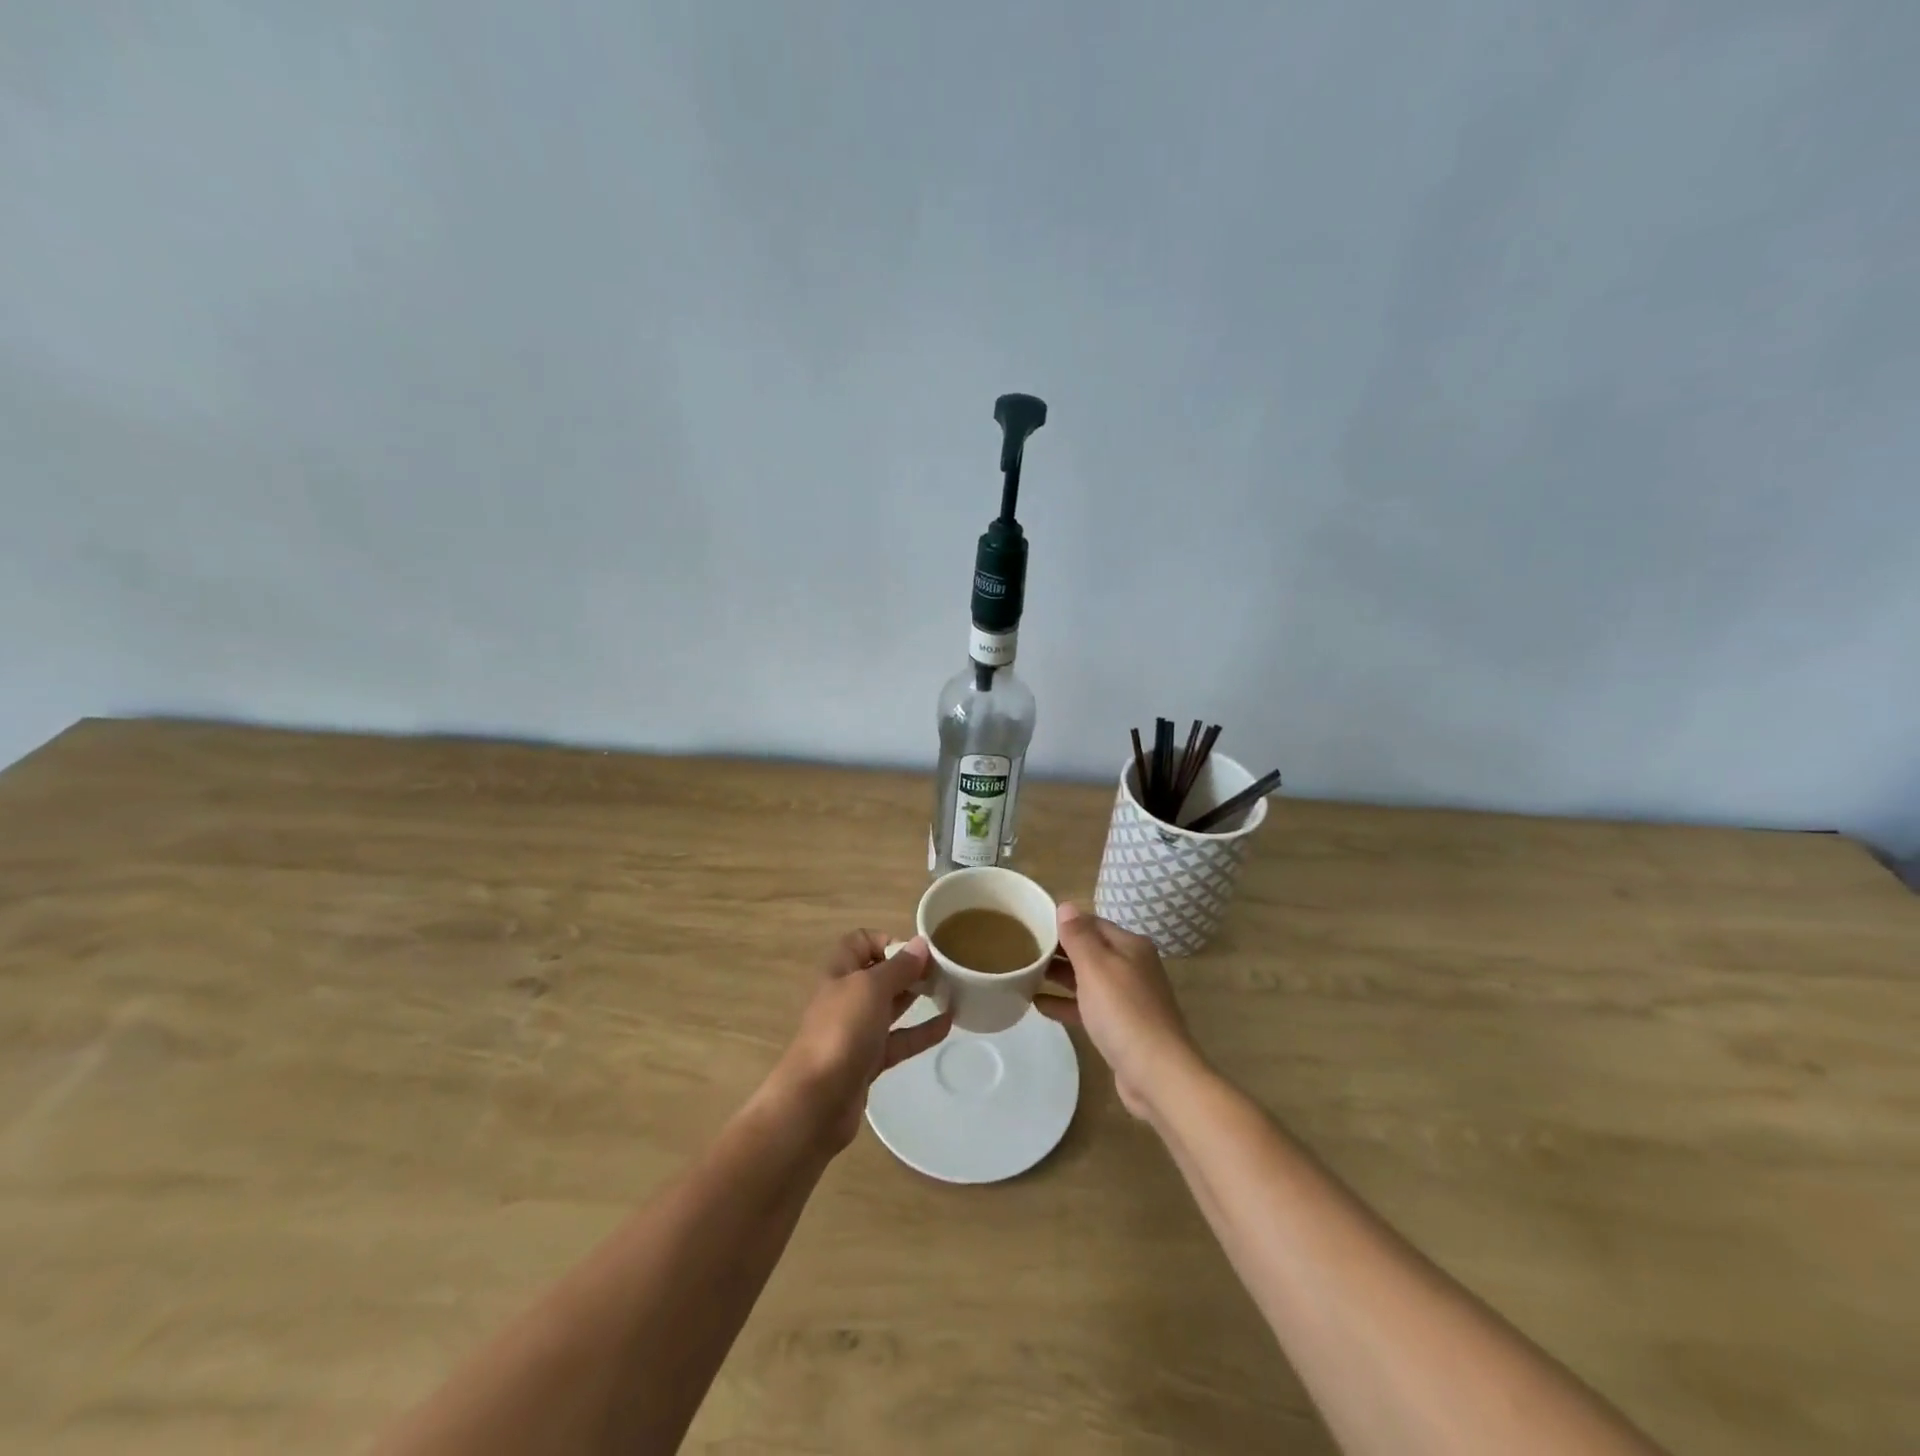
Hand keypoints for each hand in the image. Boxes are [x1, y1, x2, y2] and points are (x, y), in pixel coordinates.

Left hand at [769, 931, 951, 1149]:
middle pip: (879, 974)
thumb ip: (898, 967)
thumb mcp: (871, 988)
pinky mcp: (867, 1061)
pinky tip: (947, 1025)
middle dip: (909, 969)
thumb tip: (920, 944)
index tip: (916, 952)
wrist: (816, 1101)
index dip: (887, 941)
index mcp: (839, 972)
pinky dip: (921, 1032)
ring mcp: (856, 1031)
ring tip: (950, 993)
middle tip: (942, 972)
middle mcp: (846, 997)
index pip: (861, 942)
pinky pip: (898, 1040)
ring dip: (916, 998)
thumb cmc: (841, 1031)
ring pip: (889, 1007)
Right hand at [1037, 903, 1201, 1118]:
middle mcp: (1132, 966)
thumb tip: (1066, 906)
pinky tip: (1039, 1005)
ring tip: (1025, 974)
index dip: (1062, 923)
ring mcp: (1128, 998)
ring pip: (1087, 979)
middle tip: (1022, 950)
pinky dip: (1066, 1003)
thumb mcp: (1096, 968)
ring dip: (1059, 976)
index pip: (1091, 923)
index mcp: (1130, 946)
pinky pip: (1088, 1006)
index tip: (1031, 925)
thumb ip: (1078, 936)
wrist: (1157, 1073)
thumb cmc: (1123, 1012)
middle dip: (1058, 950)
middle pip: (1089, 950)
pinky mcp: (1121, 1026)